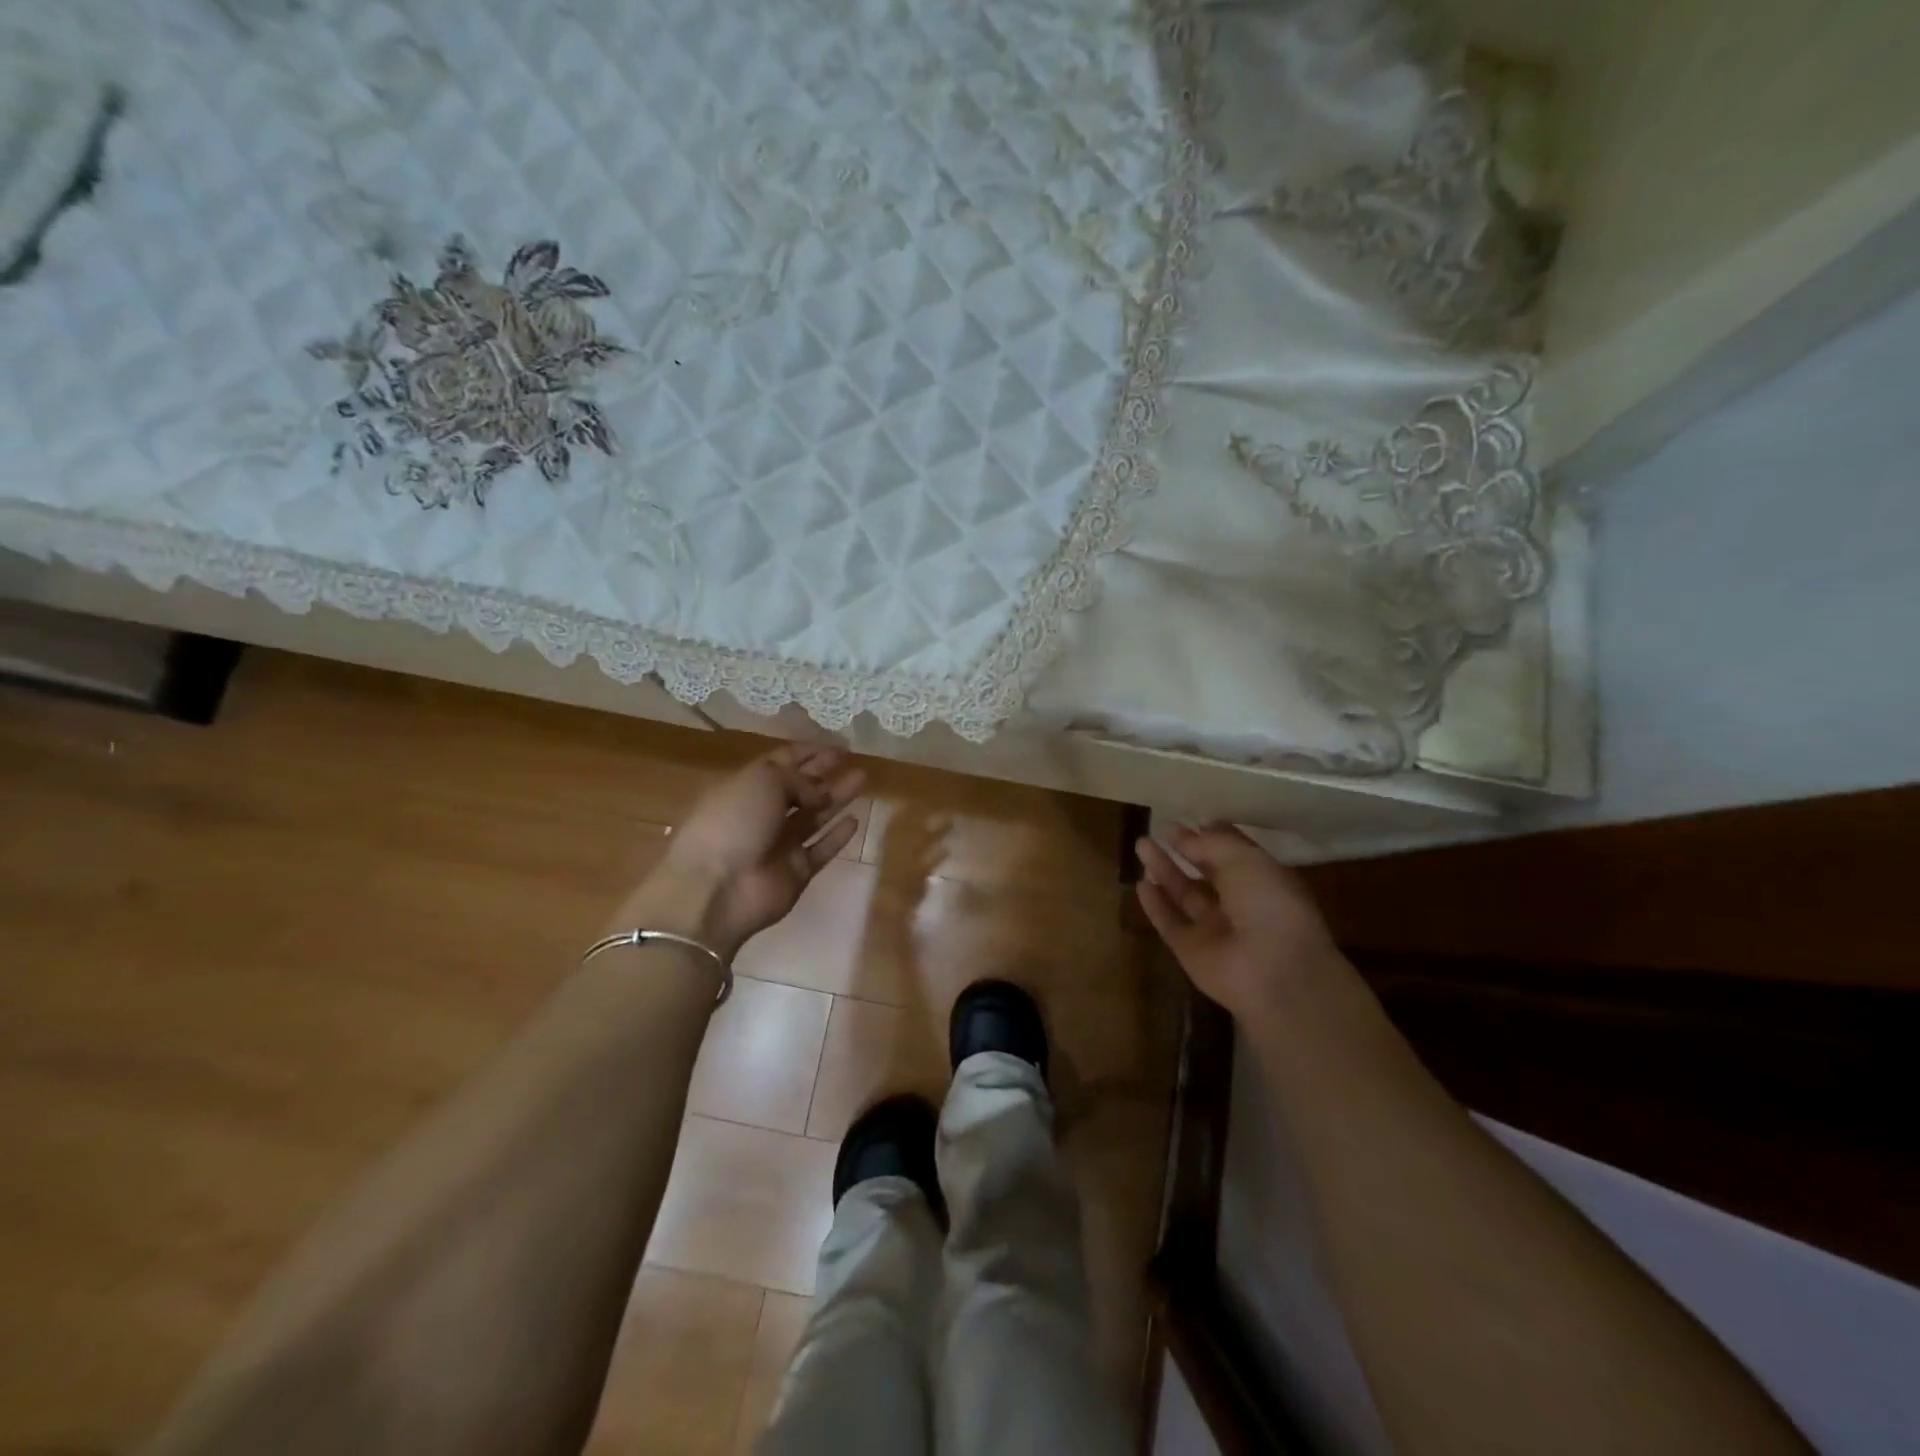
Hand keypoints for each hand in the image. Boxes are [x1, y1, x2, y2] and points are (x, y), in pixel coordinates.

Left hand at [609, 745, 865, 961]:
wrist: (717, 888)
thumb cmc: (733, 821)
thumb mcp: (763, 781)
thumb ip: (797, 779)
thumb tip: (816, 794)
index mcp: (744, 787)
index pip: (780, 763)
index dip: (807, 753)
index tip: (836, 746)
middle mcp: (761, 814)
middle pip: (799, 789)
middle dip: (824, 772)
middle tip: (852, 759)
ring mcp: (779, 845)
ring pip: (814, 816)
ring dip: (837, 797)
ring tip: (862, 779)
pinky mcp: (796, 872)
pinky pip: (821, 849)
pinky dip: (837, 836)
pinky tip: (855, 820)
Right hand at [1135, 824, 1345, 1022]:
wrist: (1272, 971)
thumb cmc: (1269, 904)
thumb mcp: (1245, 860)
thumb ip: (1212, 844)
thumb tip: (1186, 834)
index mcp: (1264, 882)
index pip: (1236, 854)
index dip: (1215, 836)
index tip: (1193, 819)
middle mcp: (1240, 905)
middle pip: (1207, 873)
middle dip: (1185, 851)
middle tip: (1160, 829)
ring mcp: (1215, 930)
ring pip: (1184, 895)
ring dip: (1164, 870)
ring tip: (1141, 844)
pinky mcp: (1191, 951)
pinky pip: (1170, 923)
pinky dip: (1156, 905)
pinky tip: (1141, 884)